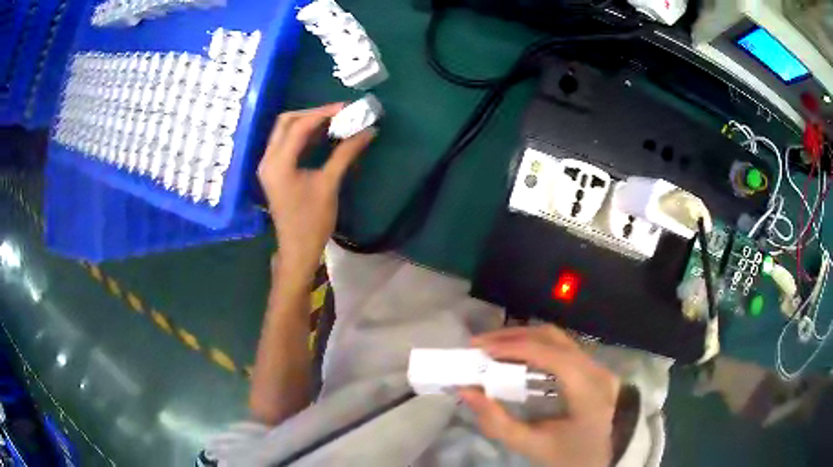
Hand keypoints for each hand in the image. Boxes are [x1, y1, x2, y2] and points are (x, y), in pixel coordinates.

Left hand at [258, 104, 375, 280]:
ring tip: (334, 121)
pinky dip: (303, 136)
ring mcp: (269, 165)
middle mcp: (268, 159)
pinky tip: (323, 136)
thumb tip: (368, 131)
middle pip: (286, 122)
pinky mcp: (275, 171)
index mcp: (278, 163)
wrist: (297, 249)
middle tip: (338, 113)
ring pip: (285, 131)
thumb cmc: (312, 221)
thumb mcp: (329, 184)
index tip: (347, 108)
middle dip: (312, 113)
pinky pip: (286, 144)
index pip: (298, 126)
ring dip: (308, 123)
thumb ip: (345, 153)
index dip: (323, 113)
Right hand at [459, 326, 620, 466]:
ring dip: (523, 338)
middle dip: (512, 337)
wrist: (608, 456)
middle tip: (479, 345)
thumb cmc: (571, 455)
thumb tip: (467, 391)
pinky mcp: (592, 368)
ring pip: (557, 338)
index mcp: (587, 390)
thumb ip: (497, 422)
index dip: (514, 347)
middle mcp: (595, 369)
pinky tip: (516, 357)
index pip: (551, 354)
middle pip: (553, 337)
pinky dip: (534, 346)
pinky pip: (561, 347)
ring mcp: (597, 365)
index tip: (480, 350)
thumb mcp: (532, 446)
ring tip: (492, 348)